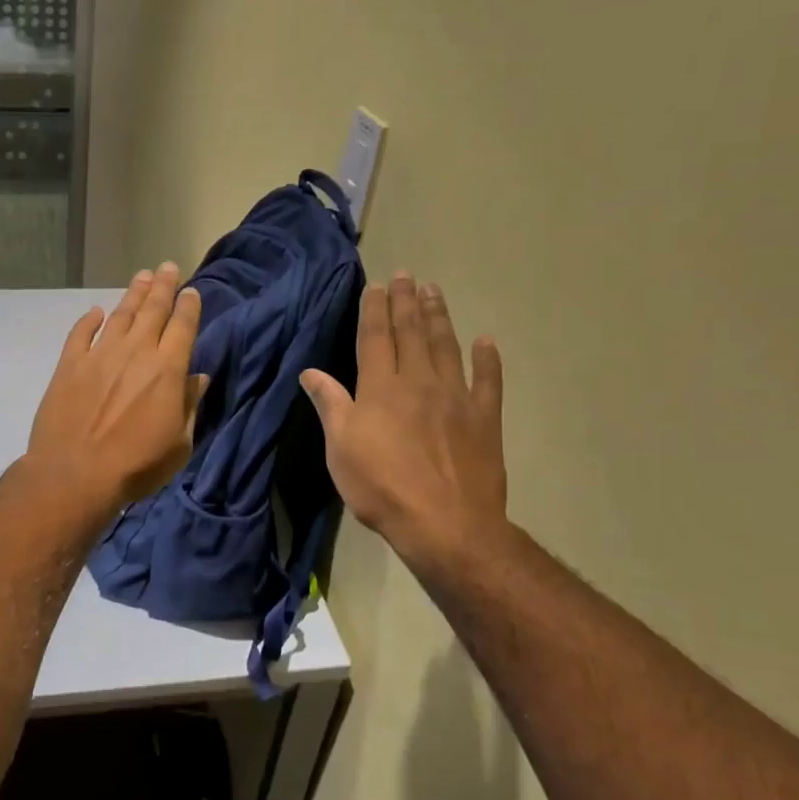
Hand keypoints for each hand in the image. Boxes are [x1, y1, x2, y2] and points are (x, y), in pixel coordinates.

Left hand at [27, 263, 206, 512]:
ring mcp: (99, 355)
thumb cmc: (136, 465)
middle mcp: (136, 352)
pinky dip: (89, 320)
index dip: (188, 306)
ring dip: (132, 294)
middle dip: (163, 286)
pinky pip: (80, 333)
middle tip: (167, 266)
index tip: (191, 291)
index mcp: (167, 369)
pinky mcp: (69, 365)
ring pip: (120, 315)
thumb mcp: (179, 444)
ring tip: (141, 276)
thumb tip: (198, 378)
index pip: (183, 327)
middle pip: (152, 310)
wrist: (75, 474)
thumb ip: (189, 406)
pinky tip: (96, 312)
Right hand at [300, 273, 508, 571]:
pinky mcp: (484, 419)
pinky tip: (486, 342)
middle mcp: (418, 382)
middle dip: (406, 302)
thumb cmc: (381, 487)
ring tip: (434, 291)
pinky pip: (488, 382)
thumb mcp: (340, 449)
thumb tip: (310, 372)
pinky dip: (488, 360)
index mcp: (380, 388)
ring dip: (439, 317)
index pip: (375, 338)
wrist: (445, 524)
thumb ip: (329, 405)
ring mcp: (456, 398)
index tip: (377, 285)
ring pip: (446, 347)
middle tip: (407, 275)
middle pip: (411, 333)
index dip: (374, 310)